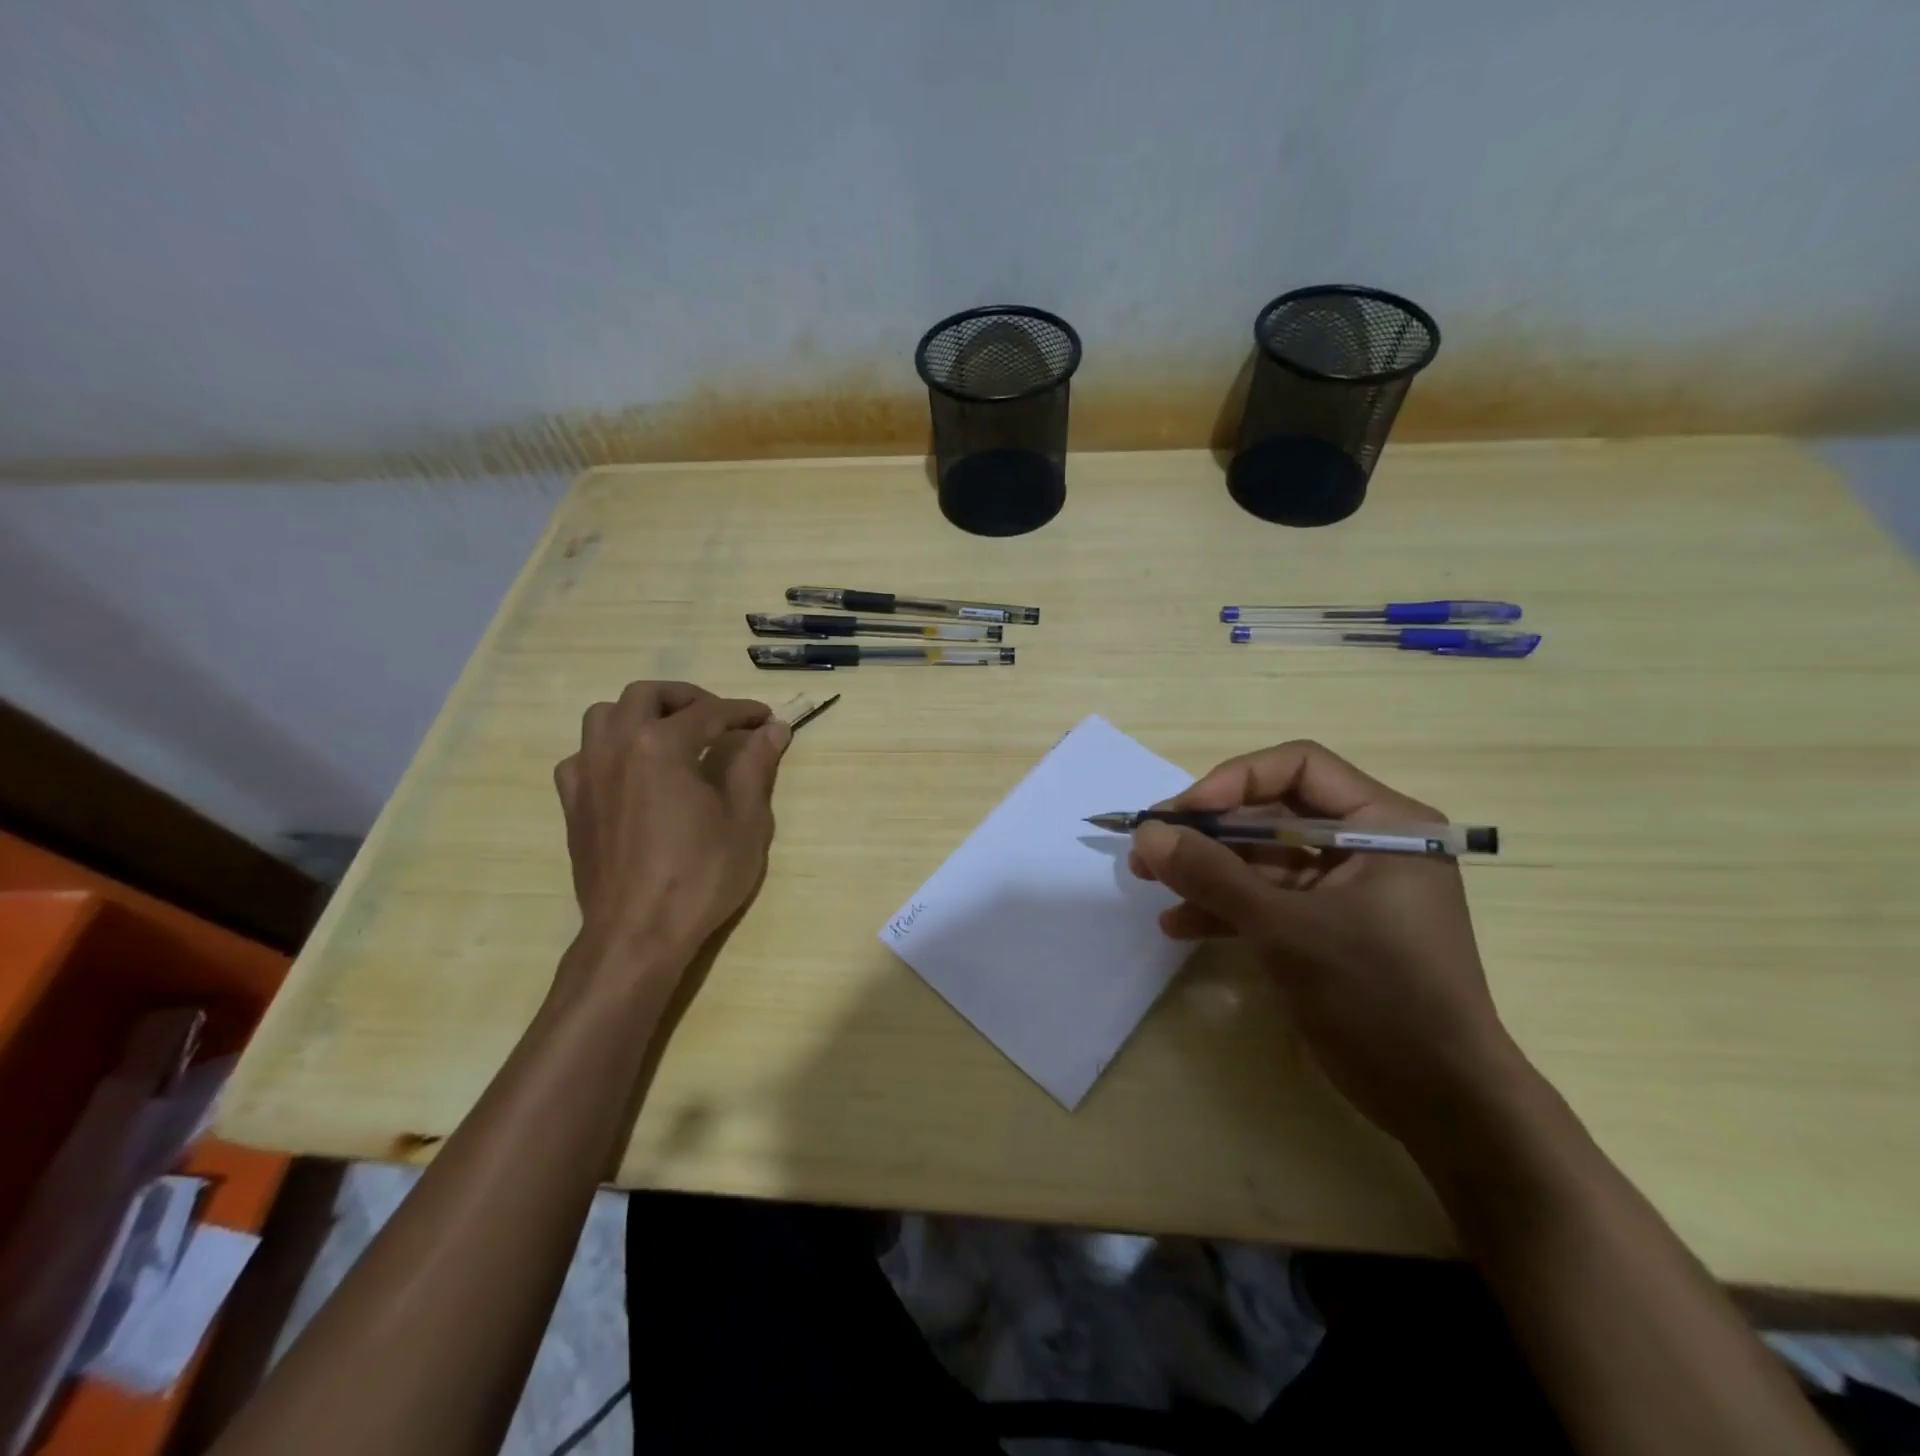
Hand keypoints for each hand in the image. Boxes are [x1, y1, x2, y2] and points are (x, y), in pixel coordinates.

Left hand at [553, 681, 788, 981]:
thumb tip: (773, 728)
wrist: (637, 933)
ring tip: (670, 734)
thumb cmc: (699, 875)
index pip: (708, 712)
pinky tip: (631, 772)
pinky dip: (610, 748)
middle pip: (646, 695)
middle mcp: (616, 746)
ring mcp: (587, 774)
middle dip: (687, 698)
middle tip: (718, 718)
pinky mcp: (572, 803)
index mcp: (660, 745)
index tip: (765, 718)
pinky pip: (584, 754)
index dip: (742, 712)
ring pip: (605, 715)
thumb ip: (756, 765)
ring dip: (640, 714)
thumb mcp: (745, 820)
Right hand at [1129, 741, 1528, 1151]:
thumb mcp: (1287, 929)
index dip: (1235, 782)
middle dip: (1207, 832)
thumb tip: (1147, 834)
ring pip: (1261, 858)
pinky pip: (1266, 899)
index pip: (1299, 767)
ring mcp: (1343, 888)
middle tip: (1150, 846)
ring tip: (1147, 881)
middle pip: (1272, 813)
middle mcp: (1365, 844)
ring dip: (1206, 870)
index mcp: (1384, 824)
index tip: (1183, 813)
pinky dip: (1224, 908)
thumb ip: (1213, 876)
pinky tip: (1179, 924)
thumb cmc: (1379, 996)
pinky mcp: (1325, 926)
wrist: (1439, 1102)